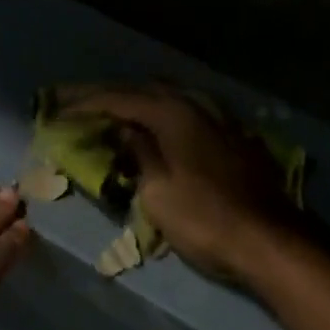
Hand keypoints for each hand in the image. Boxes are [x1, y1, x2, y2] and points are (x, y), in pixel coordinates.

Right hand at [60, 87, 299, 285]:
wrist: (272, 240)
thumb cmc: (206, 219)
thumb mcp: (158, 192)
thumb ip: (138, 153)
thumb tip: (124, 129)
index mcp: (171, 112)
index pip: (118, 98)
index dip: (85, 102)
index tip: (57, 107)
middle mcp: (194, 103)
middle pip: (143, 89)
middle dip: (109, 94)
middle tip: (80, 101)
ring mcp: (218, 116)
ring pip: (169, 94)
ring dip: (138, 98)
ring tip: (115, 107)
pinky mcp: (233, 133)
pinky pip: (188, 108)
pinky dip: (164, 110)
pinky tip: (160, 121)